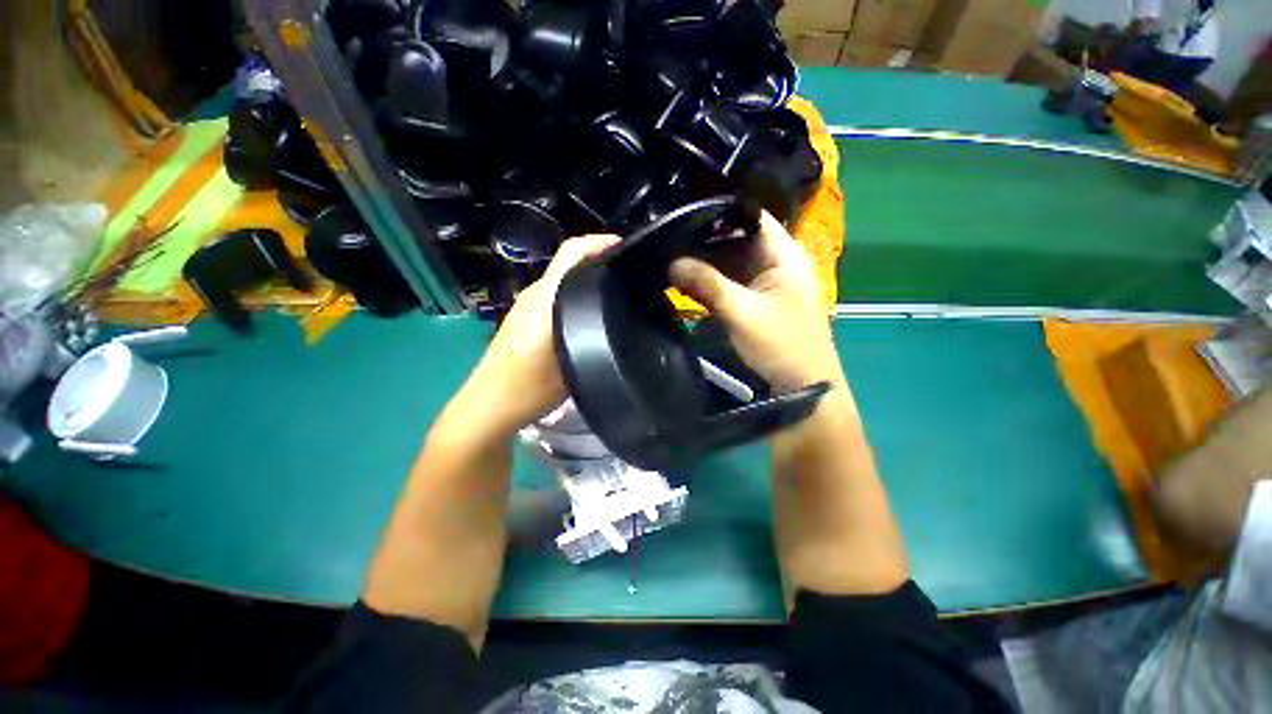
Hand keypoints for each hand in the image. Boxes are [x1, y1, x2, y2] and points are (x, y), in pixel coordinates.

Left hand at [457, 234, 620, 437]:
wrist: (489, 407)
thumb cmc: (530, 386)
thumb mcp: (571, 360)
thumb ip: (590, 332)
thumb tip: (612, 314)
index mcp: (544, 298)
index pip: (570, 254)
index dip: (598, 243)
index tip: (625, 247)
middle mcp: (534, 295)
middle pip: (569, 265)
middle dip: (598, 262)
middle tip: (628, 277)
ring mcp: (526, 308)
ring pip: (563, 283)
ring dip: (587, 281)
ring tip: (615, 296)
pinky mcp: (524, 321)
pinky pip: (556, 298)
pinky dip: (576, 297)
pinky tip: (590, 317)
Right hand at [670, 211, 841, 391]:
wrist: (803, 386)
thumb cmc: (781, 345)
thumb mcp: (741, 312)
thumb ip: (707, 285)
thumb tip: (670, 263)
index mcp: (784, 254)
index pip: (751, 216)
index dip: (718, 212)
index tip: (683, 212)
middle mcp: (777, 261)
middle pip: (737, 238)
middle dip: (705, 239)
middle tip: (669, 236)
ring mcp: (767, 281)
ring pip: (731, 261)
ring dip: (705, 262)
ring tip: (671, 254)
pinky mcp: (757, 299)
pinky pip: (731, 282)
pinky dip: (711, 281)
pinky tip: (687, 279)